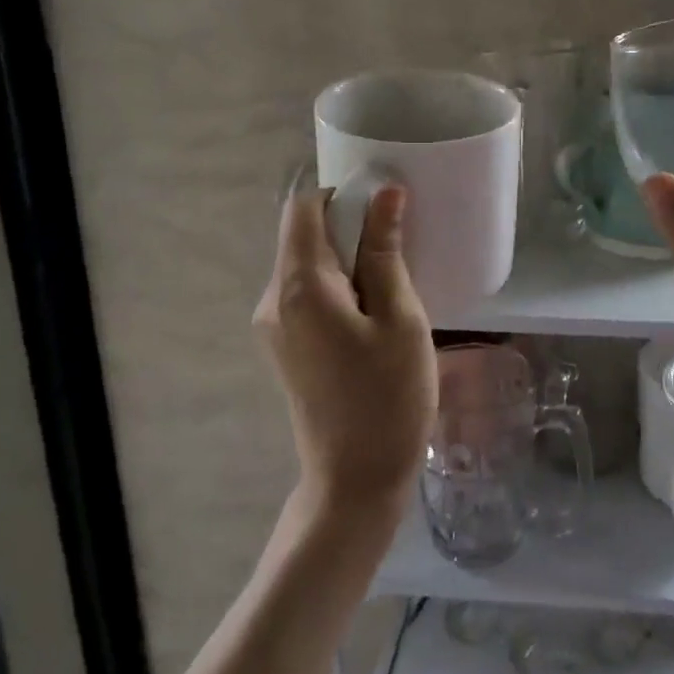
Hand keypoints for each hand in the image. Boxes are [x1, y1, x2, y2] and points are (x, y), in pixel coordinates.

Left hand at [253, 184, 436, 525]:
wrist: (355, 481)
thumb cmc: (388, 397)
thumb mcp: (400, 318)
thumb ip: (386, 252)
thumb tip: (385, 193)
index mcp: (299, 287)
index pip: (302, 208)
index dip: (342, 196)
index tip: (384, 212)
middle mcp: (273, 299)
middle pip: (303, 236)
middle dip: (349, 231)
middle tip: (400, 255)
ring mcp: (273, 326)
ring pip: (307, 266)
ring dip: (347, 262)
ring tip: (393, 289)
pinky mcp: (283, 346)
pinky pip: (307, 295)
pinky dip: (338, 288)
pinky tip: (373, 315)